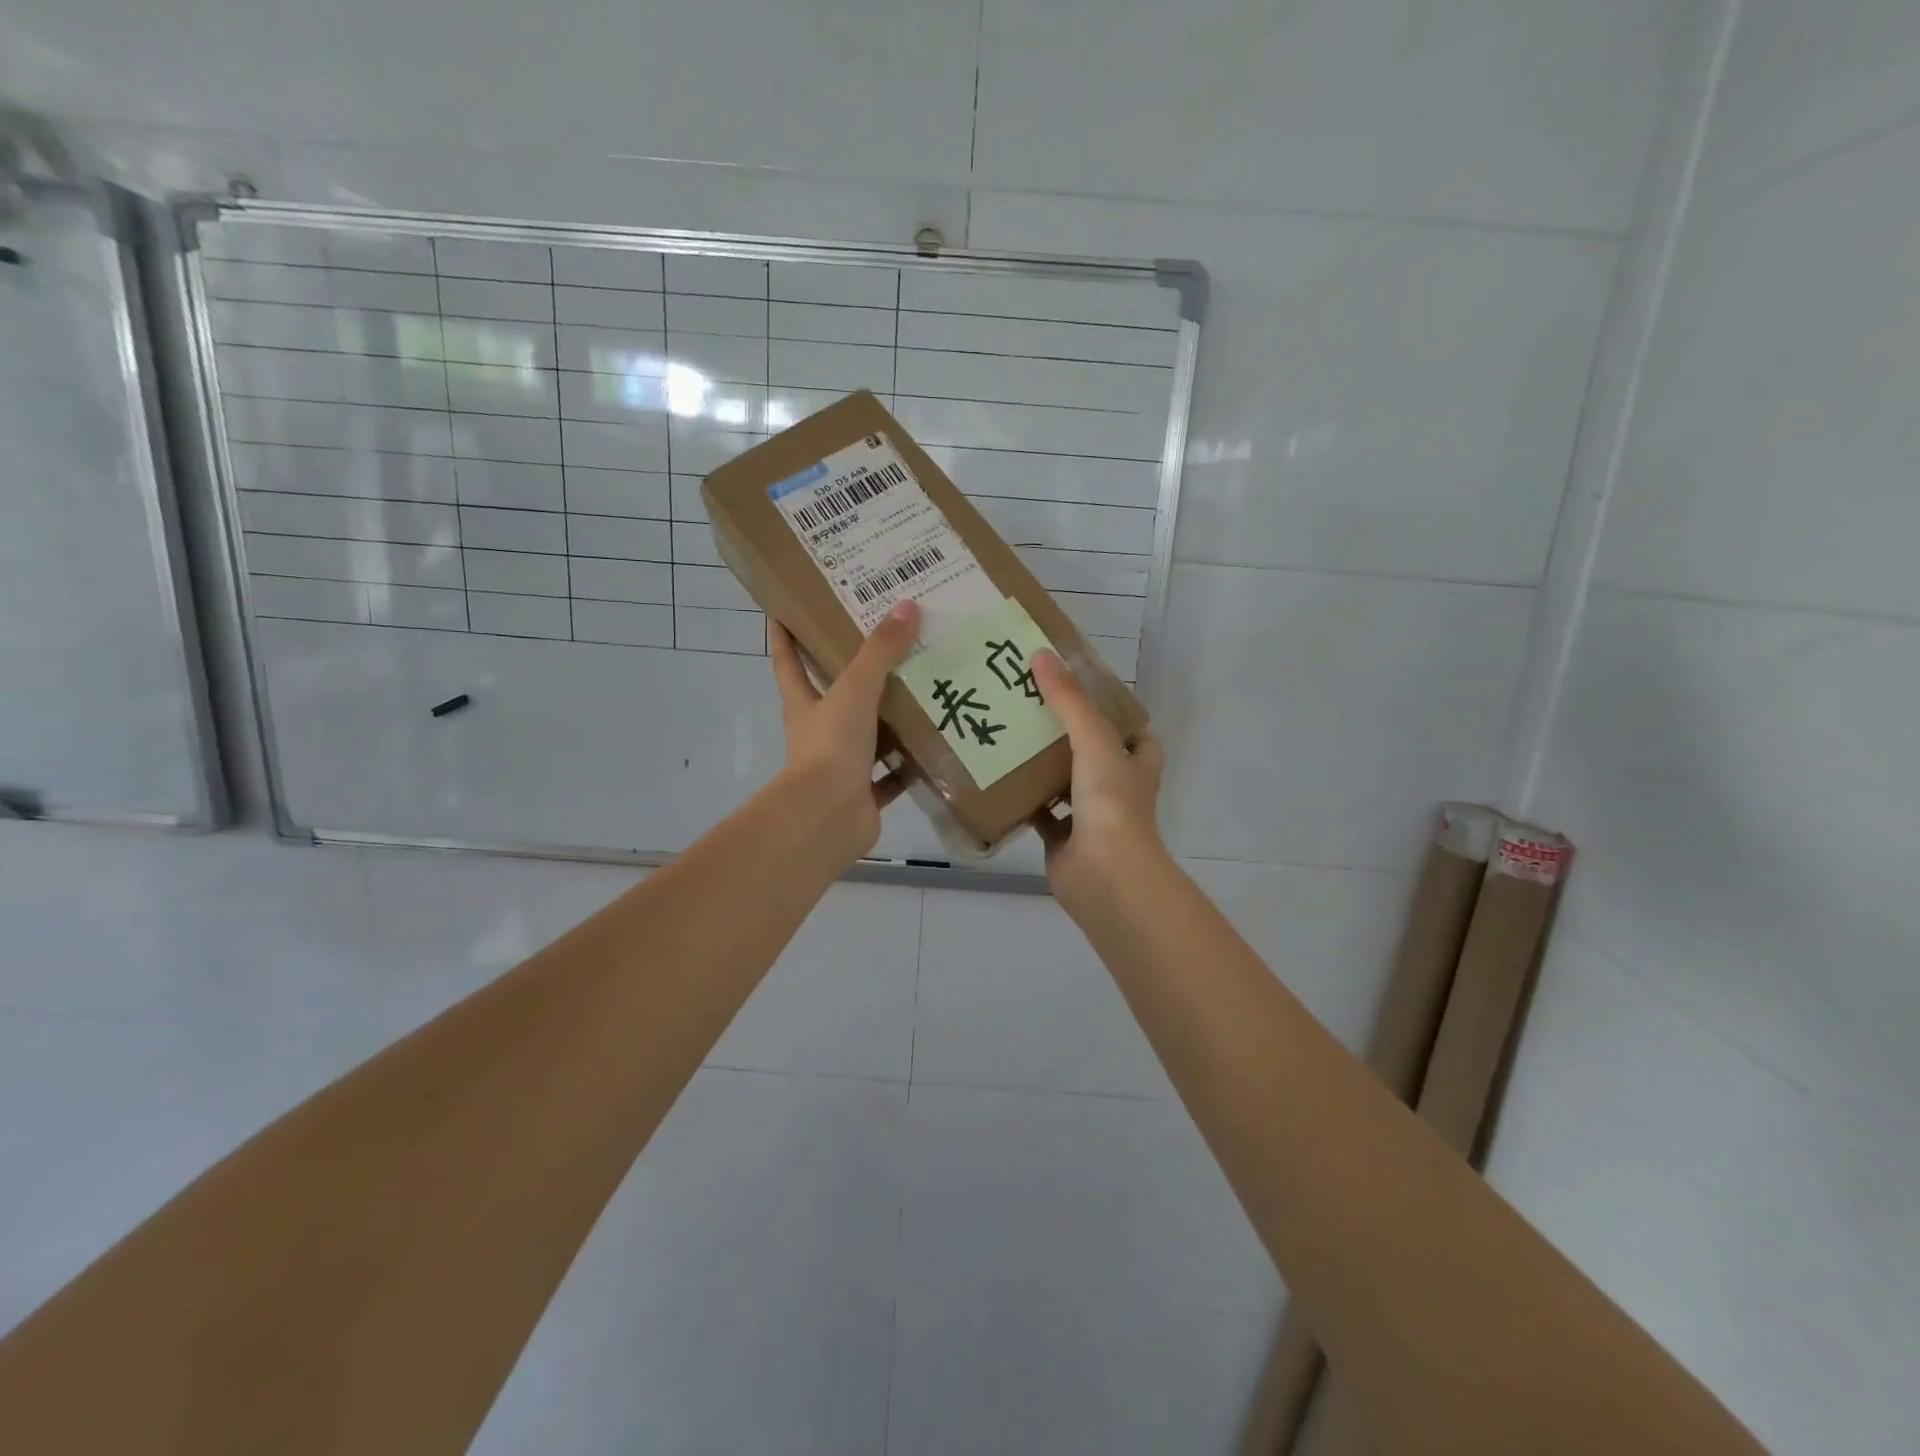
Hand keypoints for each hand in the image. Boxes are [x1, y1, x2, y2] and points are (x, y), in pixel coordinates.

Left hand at [769, 600, 920, 863]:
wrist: (828, 817)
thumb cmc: (831, 746)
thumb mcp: (855, 690)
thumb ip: (880, 652)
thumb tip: (906, 607)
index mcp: (805, 705)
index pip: (788, 663)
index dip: (784, 637)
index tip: (783, 610)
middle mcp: (820, 733)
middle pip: (834, 697)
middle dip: (855, 675)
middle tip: (887, 645)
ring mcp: (841, 766)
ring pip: (868, 736)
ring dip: (890, 720)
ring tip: (924, 692)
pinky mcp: (864, 794)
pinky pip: (891, 776)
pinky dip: (909, 765)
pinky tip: (935, 746)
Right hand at [1031, 649, 1167, 912]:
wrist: (1105, 875)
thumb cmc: (1111, 803)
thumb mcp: (1094, 740)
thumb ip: (1069, 701)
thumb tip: (1041, 655)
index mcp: (1135, 764)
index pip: (1134, 732)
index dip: (1115, 713)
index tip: (1080, 690)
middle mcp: (1116, 788)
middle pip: (1093, 753)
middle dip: (1067, 734)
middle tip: (1031, 705)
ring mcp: (1090, 816)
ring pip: (1064, 783)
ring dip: (1042, 765)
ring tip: (1008, 733)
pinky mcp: (1062, 840)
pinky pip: (1040, 814)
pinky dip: (1021, 801)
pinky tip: (995, 779)